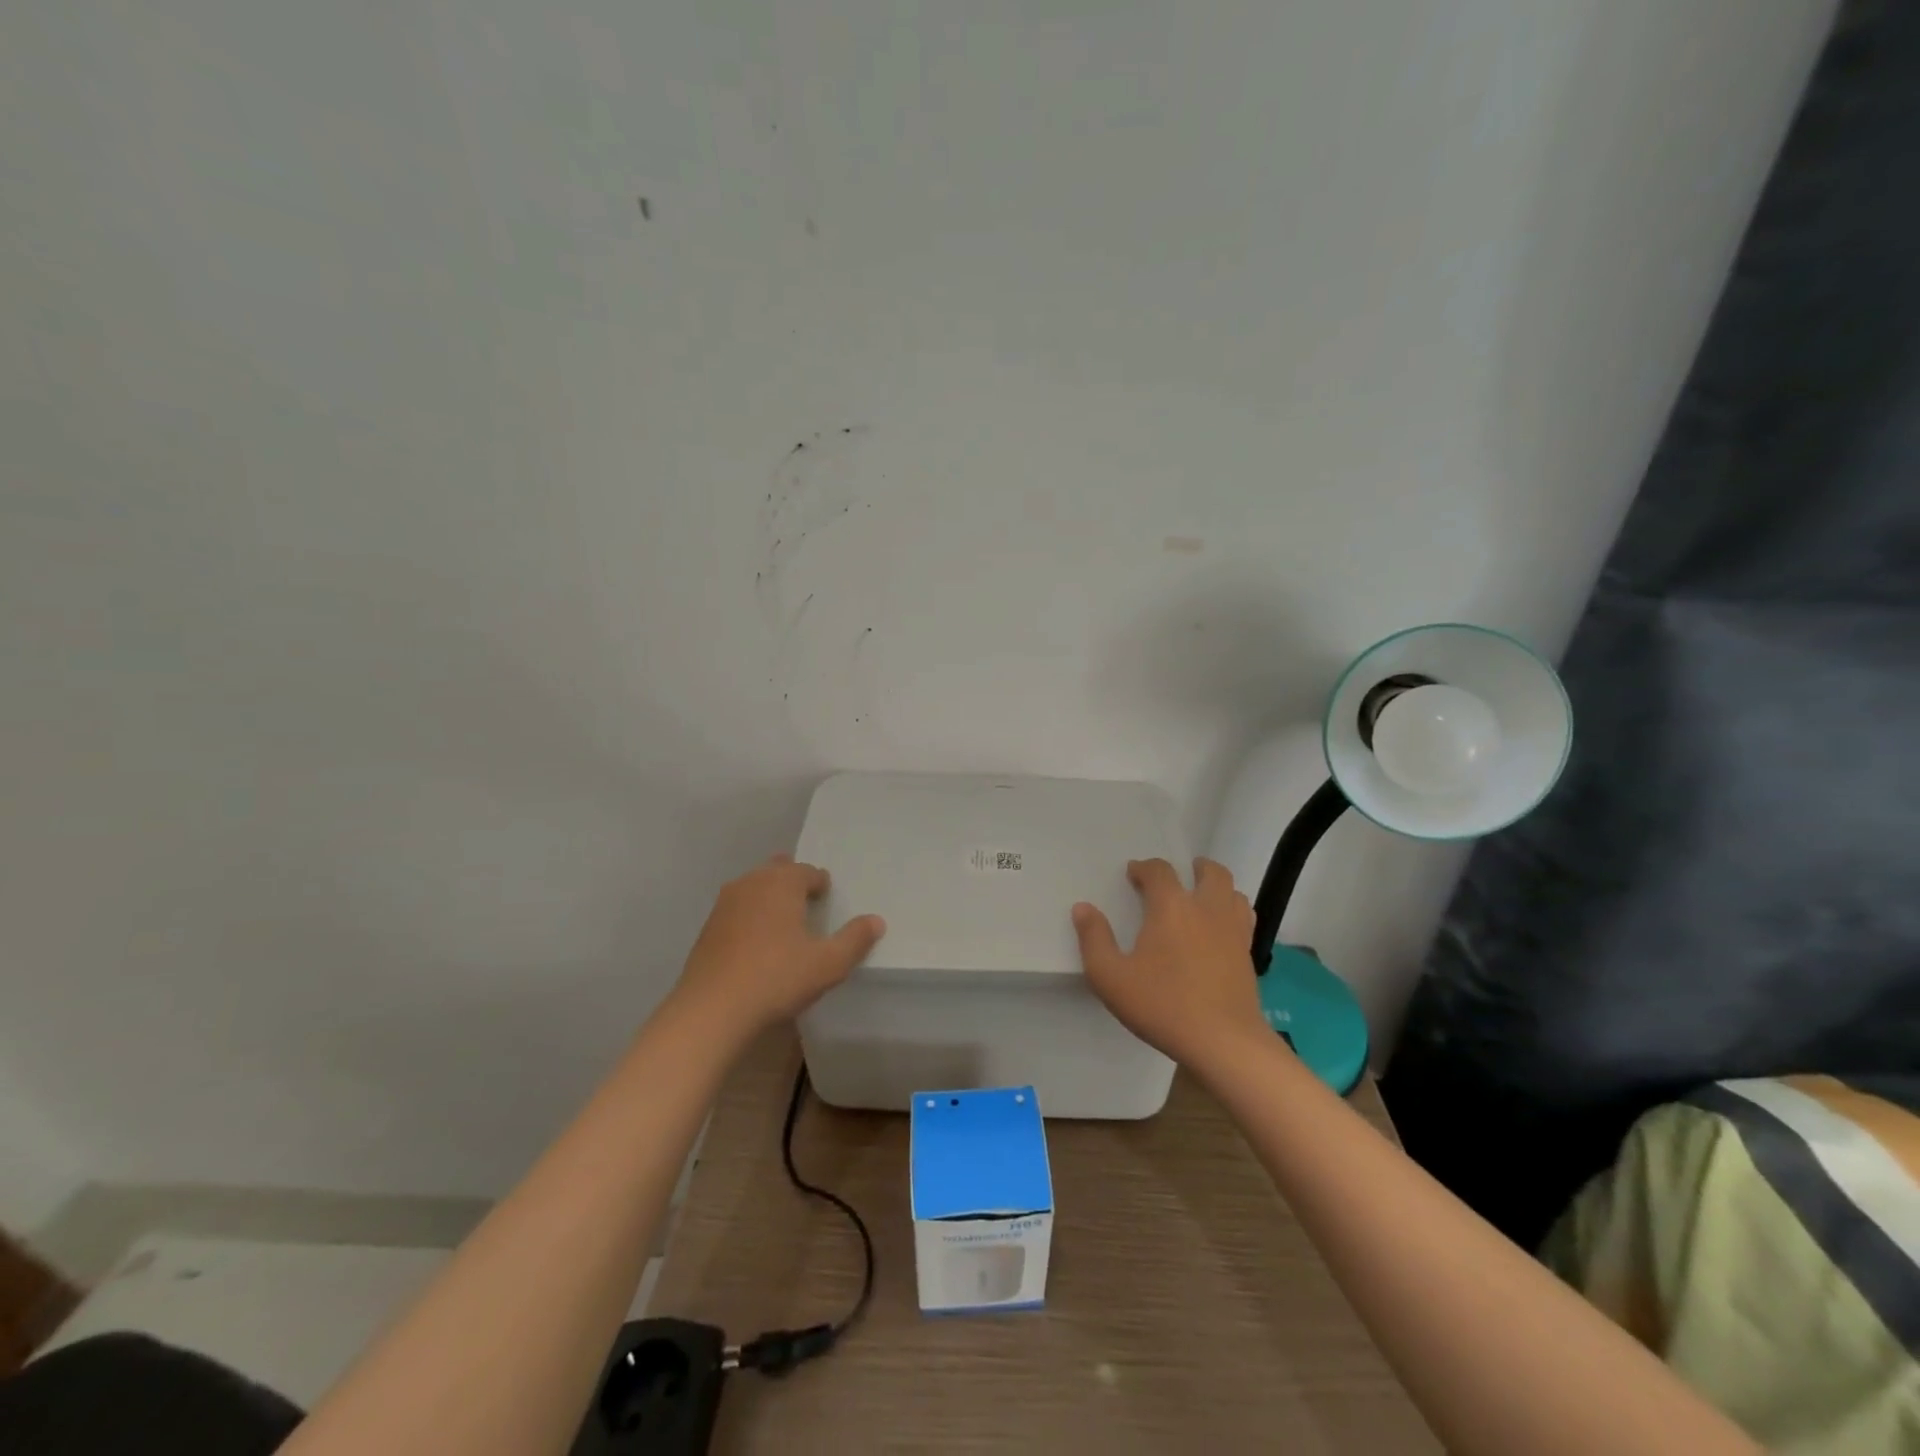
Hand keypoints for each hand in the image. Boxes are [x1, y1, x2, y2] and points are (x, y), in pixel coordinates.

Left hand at [670, 855, 884, 1042]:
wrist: (711, 1010)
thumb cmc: (776, 978)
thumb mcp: (828, 963)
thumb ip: (855, 939)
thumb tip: (876, 921)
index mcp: (781, 883)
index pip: (808, 871)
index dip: (821, 885)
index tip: (828, 901)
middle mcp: (751, 883)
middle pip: (777, 871)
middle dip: (793, 883)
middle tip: (808, 904)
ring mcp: (724, 904)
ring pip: (754, 888)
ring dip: (770, 898)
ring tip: (784, 922)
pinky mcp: (707, 928)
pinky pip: (737, 910)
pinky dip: (751, 917)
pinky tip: (757, 944)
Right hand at [1072, 858, 1266, 1070]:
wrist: (1223, 1042)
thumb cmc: (1162, 1005)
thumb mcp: (1110, 977)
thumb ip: (1094, 939)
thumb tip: (1083, 908)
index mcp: (1171, 907)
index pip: (1159, 871)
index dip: (1144, 868)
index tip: (1133, 874)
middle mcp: (1206, 909)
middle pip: (1210, 872)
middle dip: (1193, 868)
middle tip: (1178, 877)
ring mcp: (1232, 931)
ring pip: (1232, 891)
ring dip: (1216, 887)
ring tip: (1201, 897)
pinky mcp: (1247, 955)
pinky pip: (1243, 918)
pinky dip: (1232, 911)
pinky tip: (1220, 928)